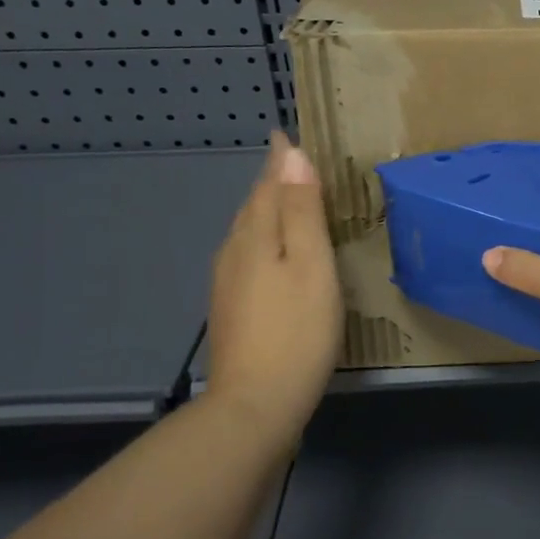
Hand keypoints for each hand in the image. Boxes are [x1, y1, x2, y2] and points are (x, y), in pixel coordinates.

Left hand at [203, 131, 341, 449]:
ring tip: (290, 200)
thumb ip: (302, 211)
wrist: (255, 405)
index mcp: (254, 237)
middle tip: (294, 163)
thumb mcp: (311, 265)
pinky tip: (278, 254)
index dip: (279, 160)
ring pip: (249, 232)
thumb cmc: (296, 331)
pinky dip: (266, 240)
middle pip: (253, 206)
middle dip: (272, 182)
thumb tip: (292, 155)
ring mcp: (229, 284)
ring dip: (268, 210)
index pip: (267, 184)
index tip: (285, 133)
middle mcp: (234, 253)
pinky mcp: (234, 309)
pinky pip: (250, 256)